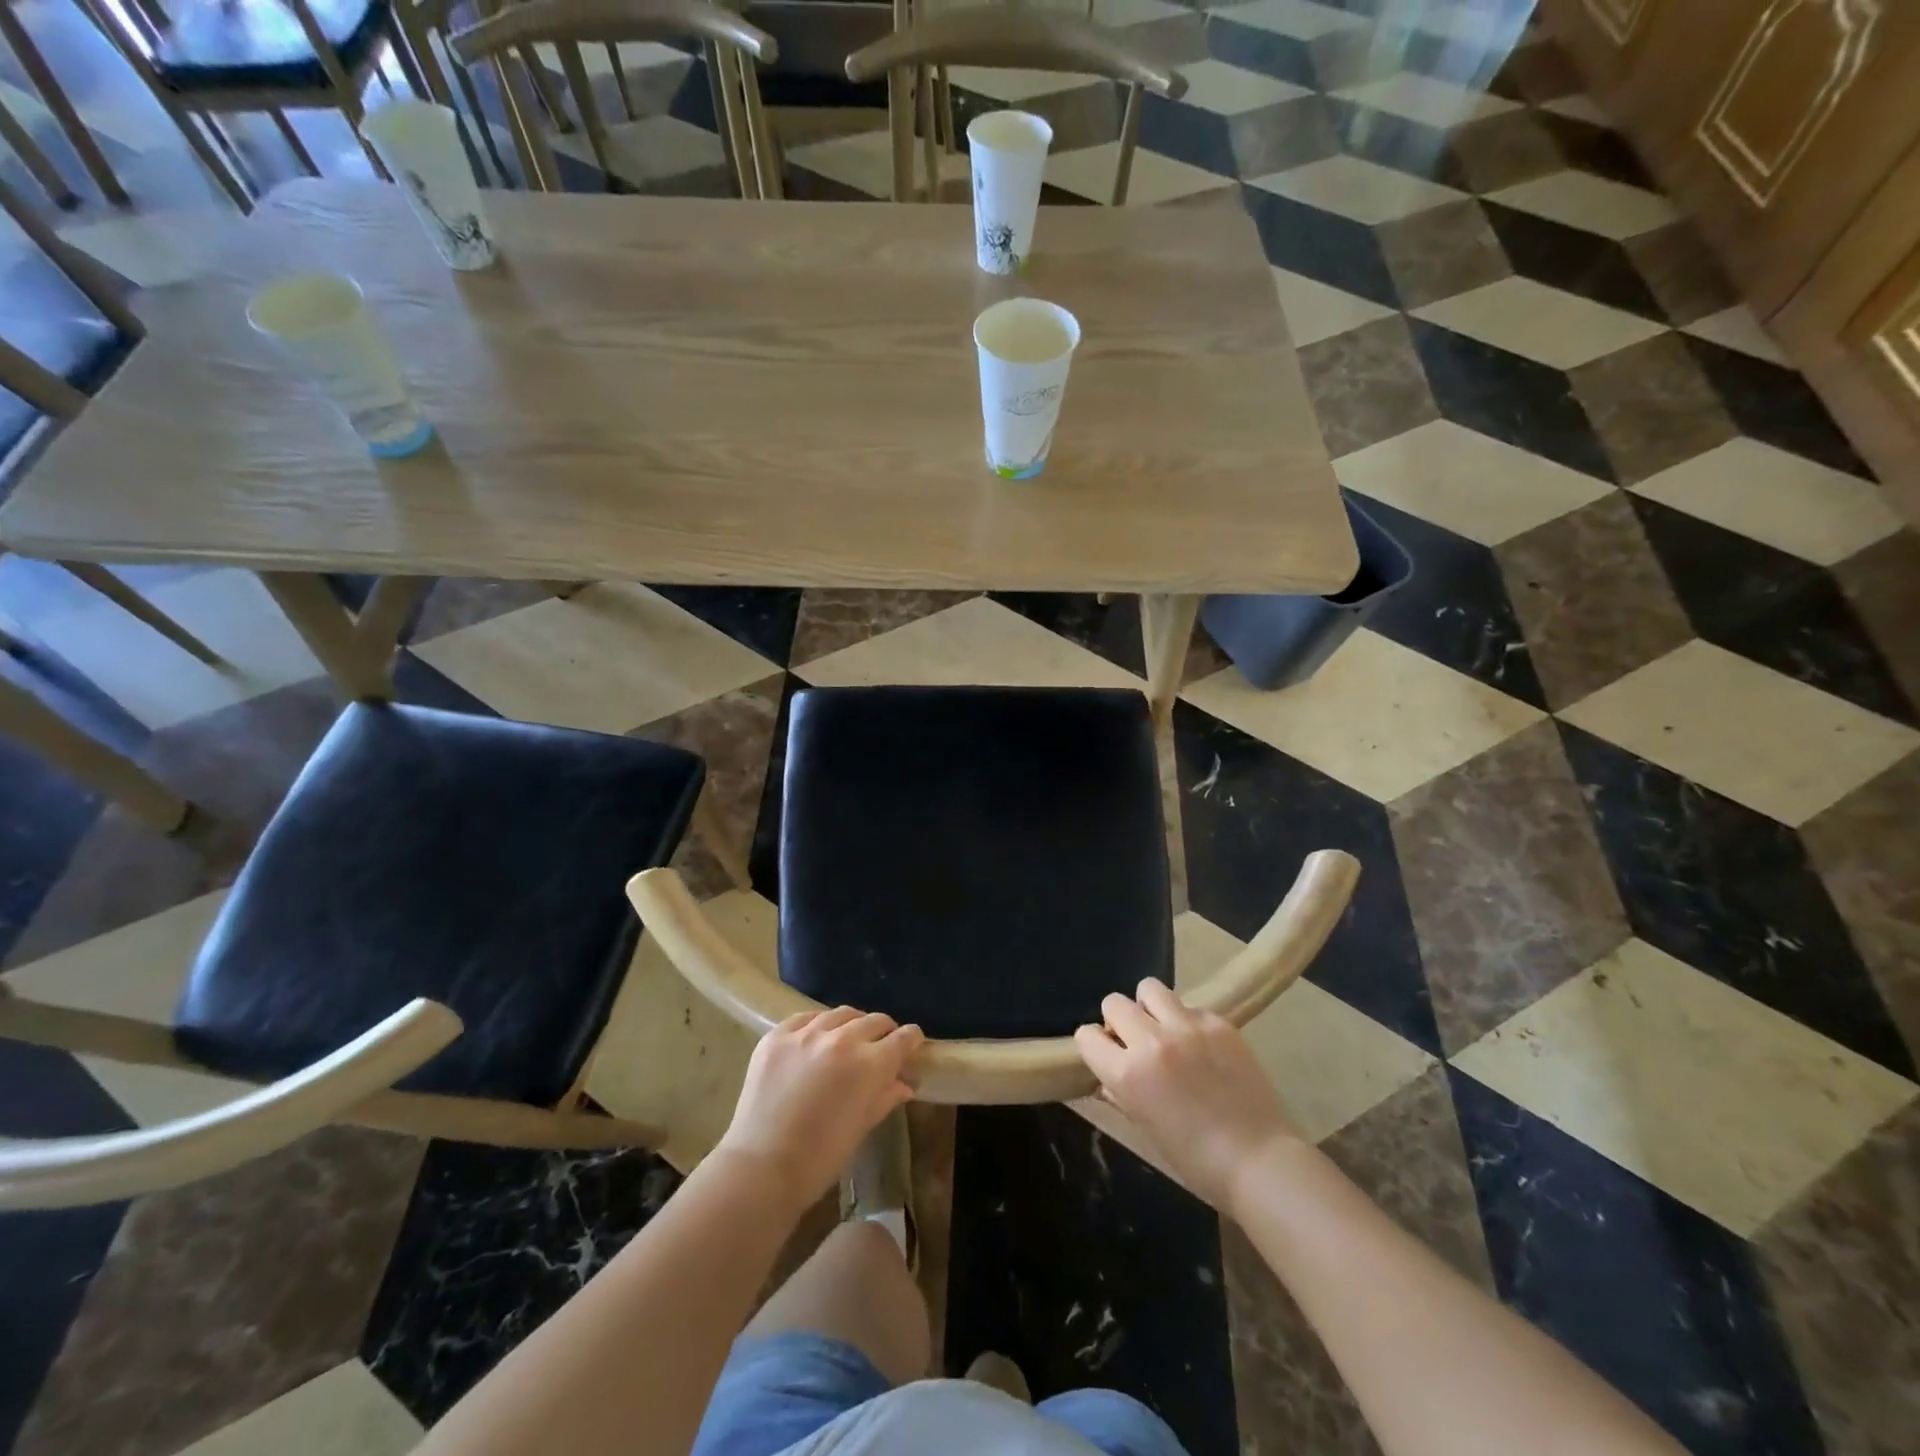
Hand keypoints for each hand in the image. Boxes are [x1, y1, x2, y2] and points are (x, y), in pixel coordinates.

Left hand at [713, 1006, 923, 1212]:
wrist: (761, 1167)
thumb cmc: (820, 1158)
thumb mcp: (862, 1126)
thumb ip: (886, 1096)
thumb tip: (906, 1083)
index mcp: (869, 1064)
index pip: (902, 1038)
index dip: (911, 1039)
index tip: (913, 1044)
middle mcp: (841, 1039)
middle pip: (874, 1020)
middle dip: (884, 1031)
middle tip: (881, 1045)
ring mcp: (806, 1034)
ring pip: (840, 1014)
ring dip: (851, 1024)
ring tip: (848, 1039)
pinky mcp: (777, 1036)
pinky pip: (805, 1018)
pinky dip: (817, 1025)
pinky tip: (815, 1039)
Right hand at [1074, 978, 1305, 1214]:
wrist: (1259, 1160)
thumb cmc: (1196, 1159)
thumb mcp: (1145, 1127)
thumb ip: (1121, 1093)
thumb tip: (1107, 1076)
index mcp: (1127, 1073)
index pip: (1086, 1035)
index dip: (1094, 1045)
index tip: (1106, 1055)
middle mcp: (1151, 1041)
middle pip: (1114, 1002)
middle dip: (1118, 1020)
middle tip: (1135, 1042)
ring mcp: (1187, 1027)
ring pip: (1149, 988)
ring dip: (1149, 1007)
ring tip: (1164, 1030)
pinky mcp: (1218, 1022)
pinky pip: (1189, 1005)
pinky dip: (1187, 1020)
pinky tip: (1201, 1046)